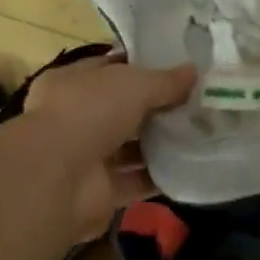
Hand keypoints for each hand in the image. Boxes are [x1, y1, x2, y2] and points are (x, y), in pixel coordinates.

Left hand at [21, 53, 195, 242]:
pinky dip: (158, 178)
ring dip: (160, 144)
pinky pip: (135, 182)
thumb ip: (165, 80)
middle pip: (122, 111)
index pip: (109, 69)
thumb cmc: (89, 112)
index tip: (177, 68)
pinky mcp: (99, 193)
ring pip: (129, 148)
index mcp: (71, 83)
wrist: (59, 178)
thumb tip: (194, 71)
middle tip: (197, 104)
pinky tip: (190, 169)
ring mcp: (85, 158)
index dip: (141, 67)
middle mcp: (74, 119)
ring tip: (201, 135)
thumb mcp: (133, 84)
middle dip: (156, 108)